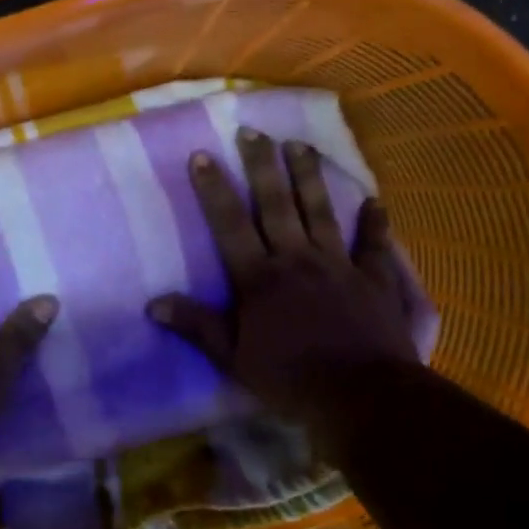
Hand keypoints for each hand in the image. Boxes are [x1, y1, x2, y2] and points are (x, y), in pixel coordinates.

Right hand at [147, 128, 419, 421]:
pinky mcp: (374, 279)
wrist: (360, 396)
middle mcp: (297, 259)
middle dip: (262, 166)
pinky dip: (375, 223)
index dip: (214, 189)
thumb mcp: (233, 359)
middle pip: (276, 204)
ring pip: (321, 211)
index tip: (202, 155)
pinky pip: (374, 245)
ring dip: (309, 177)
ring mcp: (338, 264)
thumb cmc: (290, 379)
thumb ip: (196, 326)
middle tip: (253, 132)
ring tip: (299, 145)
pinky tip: (375, 201)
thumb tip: (153, 303)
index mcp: (259, 278)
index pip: (230, 224)